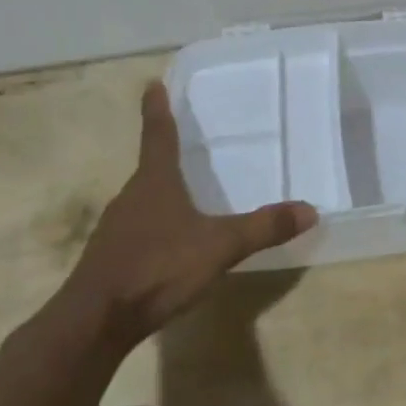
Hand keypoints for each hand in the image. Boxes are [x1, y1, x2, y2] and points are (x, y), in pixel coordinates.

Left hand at [63, 82, 315, 339]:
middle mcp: (131, 198)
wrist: (95, 321)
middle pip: (150, 168)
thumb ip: (263, 228)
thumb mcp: (220, 247)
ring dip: (162, 191)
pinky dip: (157, 224)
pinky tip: (172, 241)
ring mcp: (117, 229)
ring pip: (144, 200)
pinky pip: (140, 228)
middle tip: (186, 140)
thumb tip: (310, 209)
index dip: (158, 110)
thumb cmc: (157, 269)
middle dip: (166, 153)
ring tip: (186, 191)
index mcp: (154, 183)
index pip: (158, 136)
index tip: (153, 84)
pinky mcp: (112, 257)